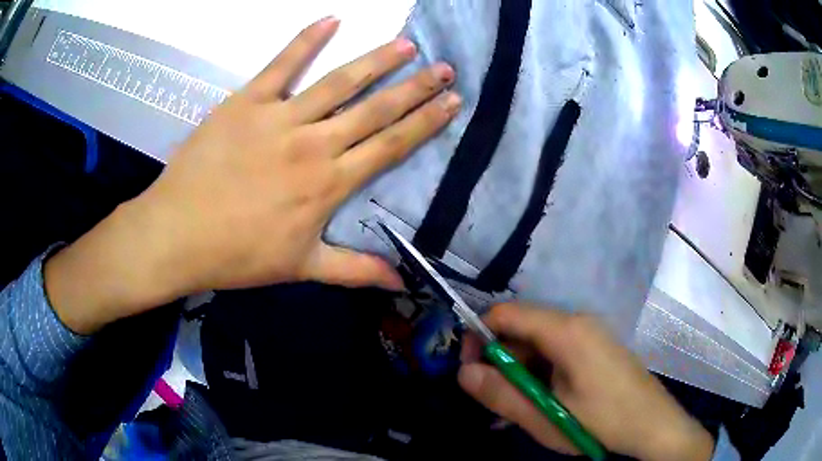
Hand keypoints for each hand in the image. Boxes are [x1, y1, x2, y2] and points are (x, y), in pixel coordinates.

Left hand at [45, 17, 460, 333]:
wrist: (178, 235)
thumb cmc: (238, 255)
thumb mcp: (301, 268)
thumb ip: (355, 270)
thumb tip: (401, 283)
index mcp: (329, 184)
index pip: (391, 145)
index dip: (426, 122)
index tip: (451, 102)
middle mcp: (314, 144)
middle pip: (376, 109)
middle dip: (416, 87)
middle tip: (445, 67)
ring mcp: (280, 118)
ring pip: (339, 82)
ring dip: (377, 60)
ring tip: (406, 44)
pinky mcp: (247, 102)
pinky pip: (282, 65)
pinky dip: (306, 40)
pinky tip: (331, 20)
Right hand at [458, 304, 714, 460]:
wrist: (652, 425)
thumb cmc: (601, 422)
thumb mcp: (546, 416)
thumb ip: (501, 394)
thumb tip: (462, 372)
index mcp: (566, 331)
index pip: (506, 313)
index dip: (479, 335)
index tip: (468, 368)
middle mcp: (577, 323)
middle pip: (522, 329)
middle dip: (500, 361)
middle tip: (491, 398)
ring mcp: (589, 335)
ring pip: (538, 344)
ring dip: (519, 373)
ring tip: (512, 409)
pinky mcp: (595, 348)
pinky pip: (557, 353)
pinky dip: (539, 374)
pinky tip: (537, 402)